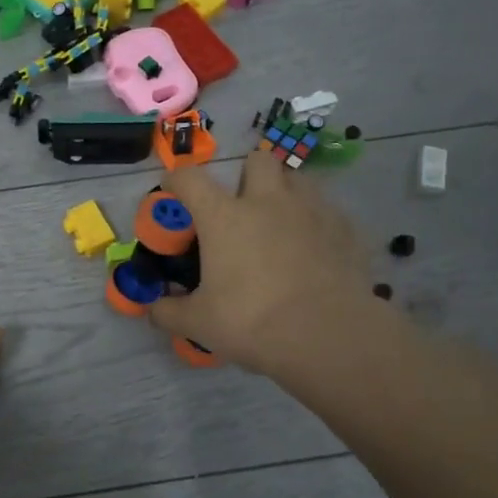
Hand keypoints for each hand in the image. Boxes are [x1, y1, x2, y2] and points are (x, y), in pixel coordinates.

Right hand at [146, 150, 381, 377]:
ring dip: (284, 190)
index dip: (176, 179)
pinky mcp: (344, 230)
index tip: (172, 188)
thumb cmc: (251, 322)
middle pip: (257, 161)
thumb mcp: (198, 323)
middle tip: (240, 203)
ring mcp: (311, 211)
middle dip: (246, 174)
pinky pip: (327, 211)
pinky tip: (313, 247)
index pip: (190, 179)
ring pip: (297, 178)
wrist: (327, 336)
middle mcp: (267, 201)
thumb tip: (152, 309)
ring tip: (279, 220)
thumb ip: (169, 311)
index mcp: (224, 216)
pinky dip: (315, 221)